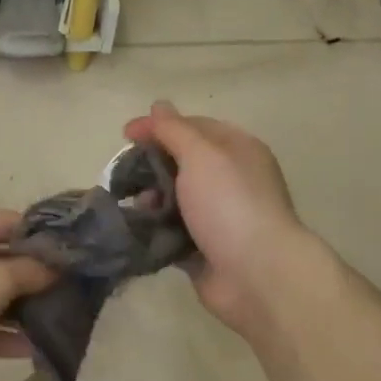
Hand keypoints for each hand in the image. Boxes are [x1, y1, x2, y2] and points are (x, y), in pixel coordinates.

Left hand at [0, 209, 55, 380]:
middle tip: (68, 290)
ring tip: (55, 321)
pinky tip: (31, 348)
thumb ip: (31, 271)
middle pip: (0, 259)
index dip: (41, 236)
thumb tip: (56, 269)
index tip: (70, 254)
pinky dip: (0, 333)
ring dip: (19, 308)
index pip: (10, 222)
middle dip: (33, 276)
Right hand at [123, 101, 317, 337]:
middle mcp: (230, 180)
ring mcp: (218, 217)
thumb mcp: (200, 154)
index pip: (193, 127)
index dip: (159, 127)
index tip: (125, 135)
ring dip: (151, 200)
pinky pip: (172, 233)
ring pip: (175, 200)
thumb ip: (174, 130)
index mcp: (237, 150)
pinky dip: (154, 230)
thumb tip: (158, 106)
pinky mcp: (204, 249)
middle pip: (181, 163)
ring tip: (133, 205)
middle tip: (123, 174)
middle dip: (151, 166)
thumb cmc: (230, 204)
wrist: (256, 274)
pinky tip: (136, 230)